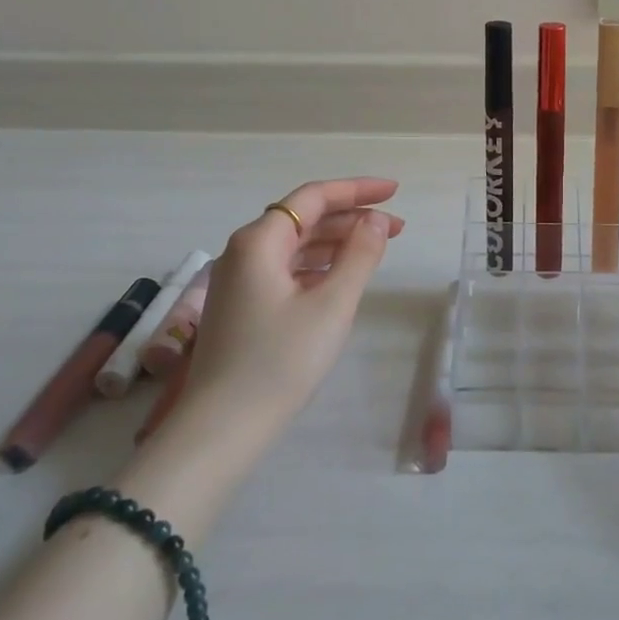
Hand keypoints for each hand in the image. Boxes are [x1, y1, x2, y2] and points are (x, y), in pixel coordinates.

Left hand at [181, 178, 404, 420]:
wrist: (222, 429)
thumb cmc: (280, 361)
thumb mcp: (333, 304)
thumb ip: (360, 254)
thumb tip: (376, 219)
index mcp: (259, 241)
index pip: (313, 197)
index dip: (357, 190)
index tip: (394, 192)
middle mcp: (244, 251)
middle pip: (303, 218)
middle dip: (351, 218)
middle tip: (396, 229)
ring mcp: (239, 280)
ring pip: (295, 245)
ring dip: (337, 242)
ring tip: (377, 249)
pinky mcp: (242, 306)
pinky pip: (286, 269)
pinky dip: (318, 265)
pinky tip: (341, 276)